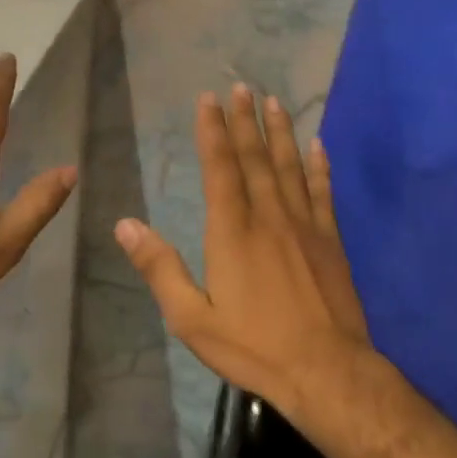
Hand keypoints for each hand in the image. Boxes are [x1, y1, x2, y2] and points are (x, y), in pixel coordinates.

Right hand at [114, 85, 370, 421]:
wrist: (326, 371)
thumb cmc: (253, 346)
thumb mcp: (191, 318)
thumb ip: (159, 268)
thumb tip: (125, 225)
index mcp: (232, 230)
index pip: (220, 167)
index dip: (213, 131)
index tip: (209, 99)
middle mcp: (269, 216)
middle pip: (256, 157)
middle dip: (246, 120)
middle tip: (242, 86)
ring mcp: (305, 226)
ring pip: (290, 167)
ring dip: (281, 132)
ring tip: (275, 102)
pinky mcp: (331, 241)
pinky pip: (323, 193)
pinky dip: (320, 166)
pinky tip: (318, 146)